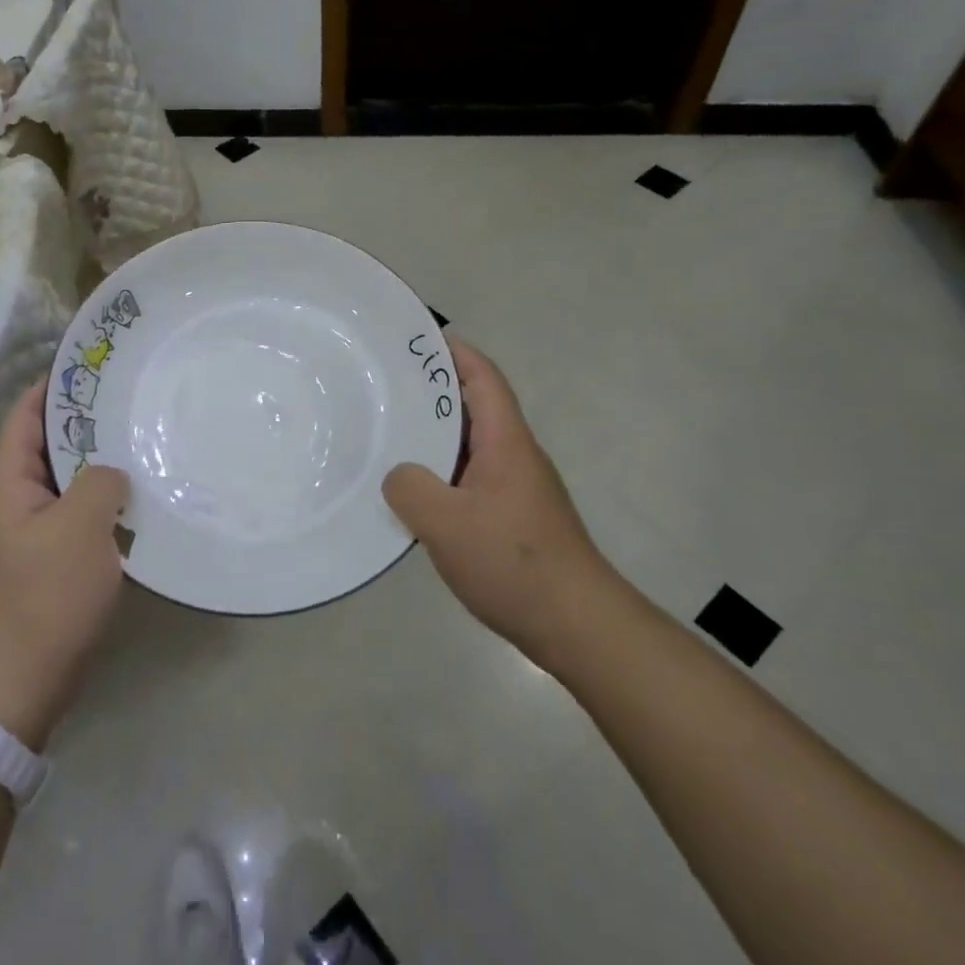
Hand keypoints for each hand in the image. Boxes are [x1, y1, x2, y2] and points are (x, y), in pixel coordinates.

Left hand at [0, 379, 130, 749]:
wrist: (25, 681)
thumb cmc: (47, 595)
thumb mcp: (79, 525)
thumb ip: (99, 482)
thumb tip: (111, 472)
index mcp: (10, 484)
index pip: (24, 419)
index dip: (49, 388)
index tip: (86, 366)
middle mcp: (18, 502)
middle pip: (47, 447)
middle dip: (82, 422)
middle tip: (127, 399)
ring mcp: (35, 534)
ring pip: (68, 482)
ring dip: (98, 463)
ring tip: (139, 439)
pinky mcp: (54, 563)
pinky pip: (81, 515)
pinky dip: (105, 500)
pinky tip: (138, 497)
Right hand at [382, 337, 610, 663]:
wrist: (578, 626)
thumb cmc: (514, 562)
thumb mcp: (446, 523)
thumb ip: (410, 489)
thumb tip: (399, 477)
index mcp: (507, 442)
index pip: (484, 379)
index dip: (455, 353)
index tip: (419, 338)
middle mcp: (515, 457)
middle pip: (476, 408)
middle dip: (435, 392)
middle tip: (387, 385)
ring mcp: (516, 490)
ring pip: (470, 448)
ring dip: (435, 437)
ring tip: (390, 434)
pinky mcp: (513, 520)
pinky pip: (470, 480)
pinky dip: (441, 474)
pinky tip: (414, 494)